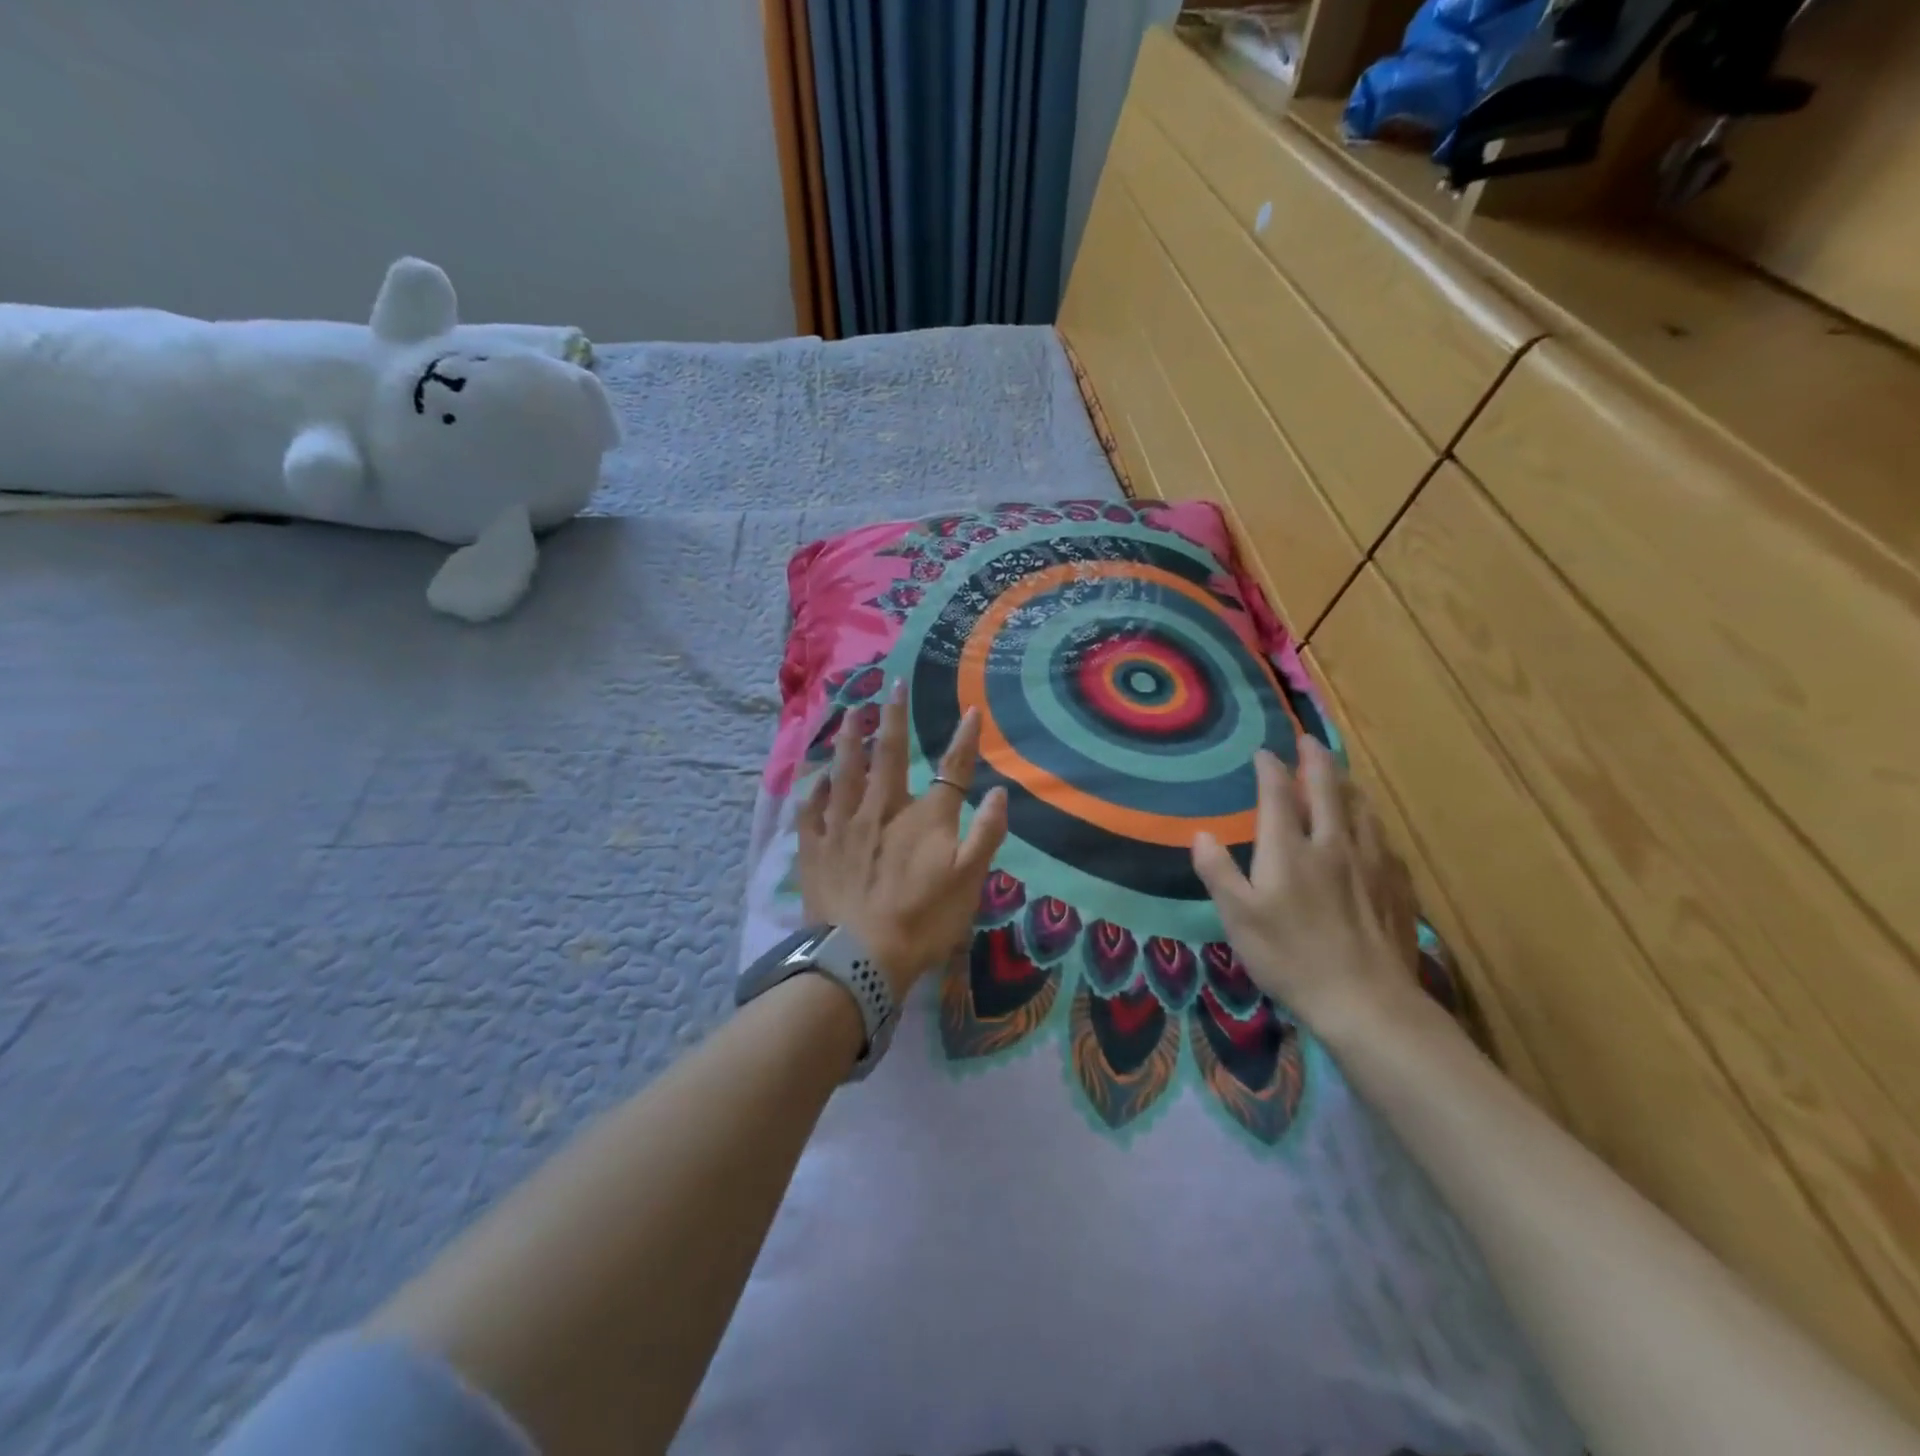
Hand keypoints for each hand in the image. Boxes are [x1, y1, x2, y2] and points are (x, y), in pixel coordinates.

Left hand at [797, 685, 1009, 1000]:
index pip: (952, 770)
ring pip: (845, 771)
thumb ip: (986, 835)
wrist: (860, 957)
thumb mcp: (969, 882)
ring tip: (850, 713)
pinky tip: (817, 777)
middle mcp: (882, 809)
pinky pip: (811, 809)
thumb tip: (1000, 792)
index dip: (964, 740)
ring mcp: (844, 825)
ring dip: (849, 739)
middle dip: (894, 717)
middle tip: (892, 684)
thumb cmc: (923, 921)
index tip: (971, 711)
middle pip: (889, 754)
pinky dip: (815, 789)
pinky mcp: (815, 847)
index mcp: (924, 818)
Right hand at [1191, 739, 1422, 1041]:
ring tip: (1341, 774)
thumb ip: (1218, 872)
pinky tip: (1372, 829)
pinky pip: (1383, 840)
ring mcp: (1370, 865)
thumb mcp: (1238, 918)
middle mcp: (1332, 845)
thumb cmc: (1291, 958)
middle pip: (1327, 791)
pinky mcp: (1395, 887)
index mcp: (1290, 850)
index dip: (1270, 770)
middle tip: (1309, 741)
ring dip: (1347, 784)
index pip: (1279, 796)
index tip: (1264, 753)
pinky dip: (1371, 821)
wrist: (1366, 1001)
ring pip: (1361, 810)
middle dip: (1316, 762)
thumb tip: (1201, 834)